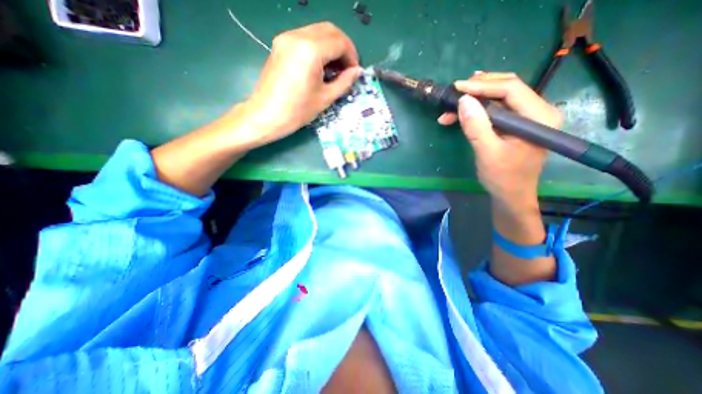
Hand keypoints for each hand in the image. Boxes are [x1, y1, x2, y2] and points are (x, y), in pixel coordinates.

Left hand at [240, 22, 361, 146]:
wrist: (266, 116)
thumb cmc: (298, 111)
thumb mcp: (325, 98)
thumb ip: (344, 82)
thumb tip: (357, 72)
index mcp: (310, 51)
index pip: (340, 42)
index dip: (352, 56)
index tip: (354, 72)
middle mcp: (297, 36)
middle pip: (329, 30)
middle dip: (343, 47)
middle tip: (348, 67)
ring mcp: (286, 38)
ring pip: (317, 31)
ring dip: (331, 46)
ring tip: (336, 68)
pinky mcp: (280, 44)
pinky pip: (305, 37)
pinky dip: (318, 47)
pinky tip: (321, 65)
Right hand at [437, 72, 563, 209]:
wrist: (511, 195)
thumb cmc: (502, 177)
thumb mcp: (487, 152)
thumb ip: (476, 126)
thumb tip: (463, 100)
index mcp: (539, 116)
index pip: (511, 89)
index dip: (482, 85)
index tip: (457, 87)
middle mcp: (538, 111)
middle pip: (507, 88)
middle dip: (478, 89)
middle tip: (454, 92)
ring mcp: (527, 117)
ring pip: (499, 98)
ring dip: (475, 100)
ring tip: (452, 106)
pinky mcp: (516, 124)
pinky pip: (496, 110)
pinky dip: (478, 111)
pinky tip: (462, 113)